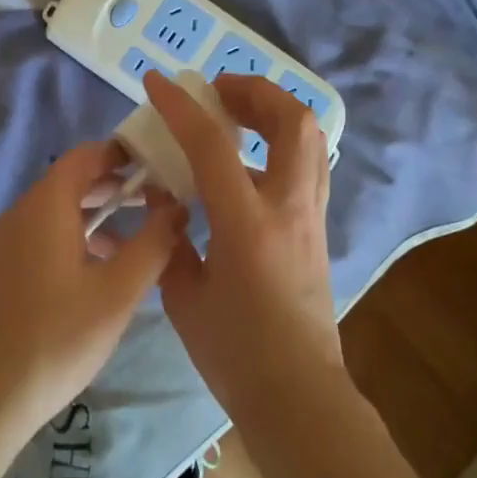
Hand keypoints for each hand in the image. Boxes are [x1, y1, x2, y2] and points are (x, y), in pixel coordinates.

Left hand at [0, 141, 187, 448]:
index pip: (85, 156)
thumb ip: (152, 244)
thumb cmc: (55, 340)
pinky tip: (85, 281)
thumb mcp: (117, 294)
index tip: (155, 166)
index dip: (121, 155)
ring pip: (49, 217)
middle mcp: (14, 215)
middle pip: (67, 185)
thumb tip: (176, 207)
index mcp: (45, 207)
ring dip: (89, 221)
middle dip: (110, 190)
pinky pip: (31, 242)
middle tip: (151, 204)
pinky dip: (64, 243)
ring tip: (126, 247)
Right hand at [144, 71, 347, 431]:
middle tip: (217, 92)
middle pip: (293, 121)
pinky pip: (304, 166)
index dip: (182, 107)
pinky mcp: (318, 229)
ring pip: (310, 139)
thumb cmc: (234, 353)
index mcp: (247, 225)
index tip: (158, 82)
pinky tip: (245, 164)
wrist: (298, 395)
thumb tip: (165, 200)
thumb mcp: (184, 296)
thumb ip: (172, 239)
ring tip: (235, 115)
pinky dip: (277, 145)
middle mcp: (289, 208)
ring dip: (273, 113)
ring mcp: (312, 217)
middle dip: (255, 92)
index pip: (213, 145)